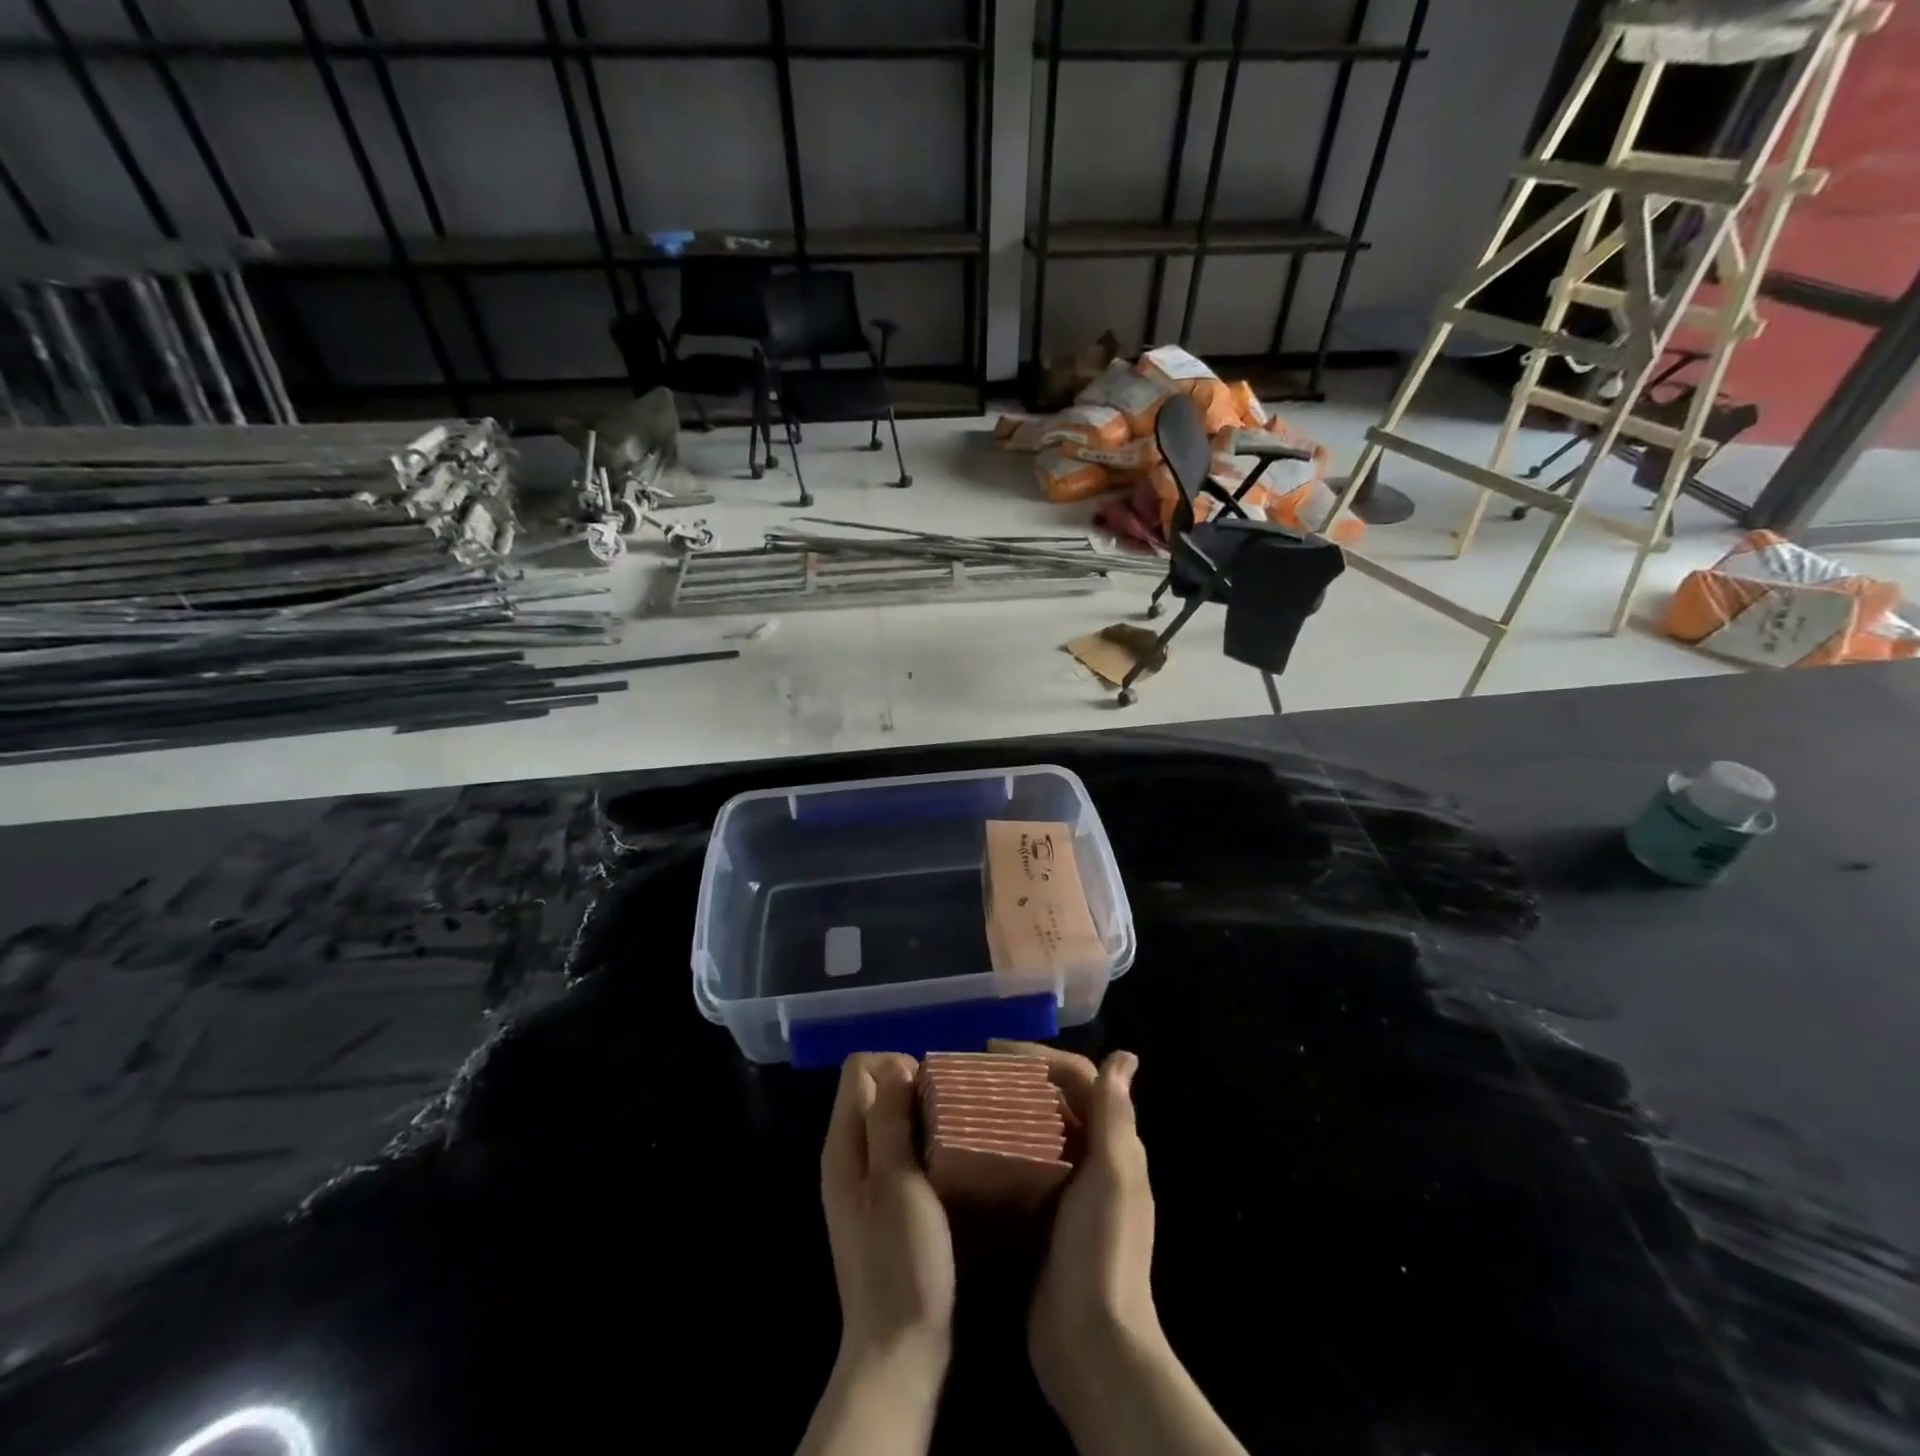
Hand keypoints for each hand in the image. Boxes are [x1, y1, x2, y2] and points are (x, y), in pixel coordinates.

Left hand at [820, 1053, 955, 1377]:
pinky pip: (900, 1149)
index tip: (930, 1092)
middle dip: (911, 1086)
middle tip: (951, 1111)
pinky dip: (923, 1143)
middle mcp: (848, 1155)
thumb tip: (896, 1065)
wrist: (898, 1351)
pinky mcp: (884, 1203)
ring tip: (956, 1131)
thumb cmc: (900, 1263)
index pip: (859, 1068)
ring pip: (889, 1119)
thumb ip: (889, 1120)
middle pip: (873, 1089)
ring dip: (921, 1115)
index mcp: (843, 1145)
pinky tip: (950, 1162)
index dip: (895, 1065)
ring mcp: (865, 1181)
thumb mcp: (897, 1184)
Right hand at [990, 1042, 1159, 1413]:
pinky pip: (1021, 1168)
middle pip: (1055, 1101)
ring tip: (964, 1102)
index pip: (1079, 1078)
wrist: (1091, 1345)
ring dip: (1006, 1111)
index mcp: (1112, 1145)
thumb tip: (1125, 1056)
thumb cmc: (1102, 1250)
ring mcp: (1067, 1192)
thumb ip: (1114, 1116)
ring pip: (1036, 1132)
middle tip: (971, 1073)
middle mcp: (1093, 1161)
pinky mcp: (1042, 1219)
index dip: (1040, 1056)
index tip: (993, 1051)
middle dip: (1018, 1079)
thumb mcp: (1111, 1175)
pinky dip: (999, 1151)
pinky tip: (966, 1152)